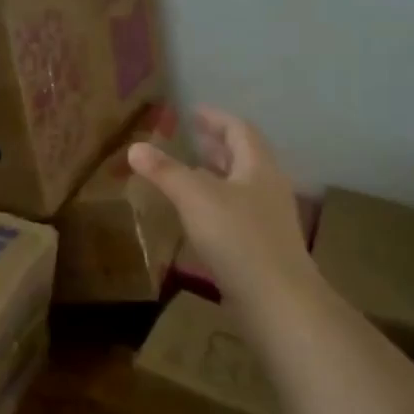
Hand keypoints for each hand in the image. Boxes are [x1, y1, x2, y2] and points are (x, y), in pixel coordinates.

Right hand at [130, 107, 316, 307]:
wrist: (278, 301)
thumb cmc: (239, 238)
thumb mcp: (196, 198)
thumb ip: (166, 171)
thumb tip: (135, 146)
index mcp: (258, 167)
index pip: (239, 130)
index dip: (216, 118)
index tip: (193, 112)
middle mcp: (268, 188)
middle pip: (244, 157)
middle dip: (217, 146)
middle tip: (191, 139)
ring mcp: (269, 219)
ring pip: (241, 186)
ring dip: (216, 175)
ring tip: (190, 174)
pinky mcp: (263, 246)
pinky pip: (237, 212)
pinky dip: (216, 204)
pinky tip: (198, 217)